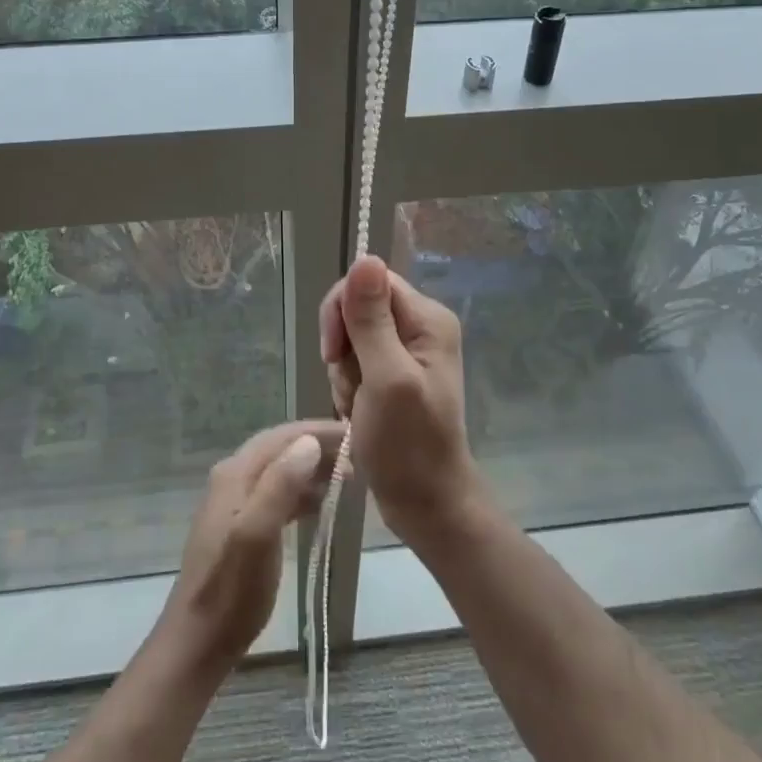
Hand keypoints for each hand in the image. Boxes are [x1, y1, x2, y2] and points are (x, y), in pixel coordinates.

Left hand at [158, 419, 345, 670]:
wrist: (198, 642)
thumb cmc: (231, 591)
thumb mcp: (257, 536)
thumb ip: (280, 486)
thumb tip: (309, 442)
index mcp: (235, 474)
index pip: (282, 436)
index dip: (319, 430)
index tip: (355, 433)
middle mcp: (233, 478)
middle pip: (281, 449)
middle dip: (319, 446)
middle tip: (359, 454)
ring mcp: (236, 501)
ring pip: (281, 470)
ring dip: (313, 468)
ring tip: (349, 476)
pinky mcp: (241, 524)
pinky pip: (278, 493)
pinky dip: (302, 492)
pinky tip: (323, 504)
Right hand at [318, 255, 480, 544]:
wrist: (425, 504)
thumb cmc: (408, 446)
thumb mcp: (386, 378)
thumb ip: (372, 320)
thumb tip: (365, 257)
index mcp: (427, 319)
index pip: (370, 282)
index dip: (343, 310)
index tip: (334, 352)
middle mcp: (420, 326)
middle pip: (358, 308)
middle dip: (343, 347)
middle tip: (352, 386)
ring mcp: (407, 351)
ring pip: (351, 337)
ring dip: (343, 372)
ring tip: (358, 406)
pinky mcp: (393, 373)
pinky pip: (355, 361)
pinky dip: (348, 385)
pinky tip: (357, 411)